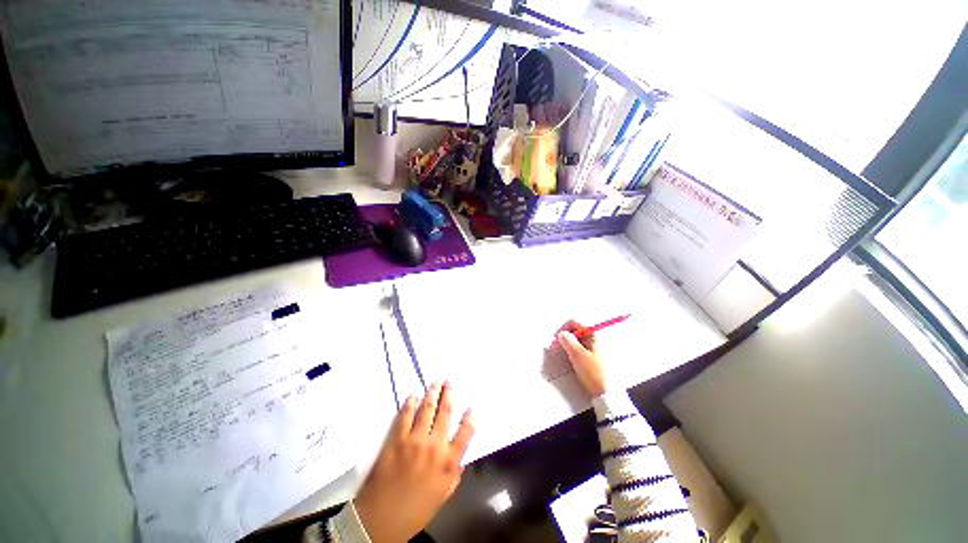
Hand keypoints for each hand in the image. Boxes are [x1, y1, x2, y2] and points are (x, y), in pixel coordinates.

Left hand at [354, 382, 474, 542]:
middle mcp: (435, 446)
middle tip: (449, 382)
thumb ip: (453, 476)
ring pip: (427, 409)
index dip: (470, 419)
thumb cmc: (414, 512)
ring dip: (432, 393)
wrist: (379, 521)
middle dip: (449, 395)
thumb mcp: (441, 498)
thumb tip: (460, 460)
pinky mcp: (396, 439)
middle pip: (445, 413)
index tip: (471, 408)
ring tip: (436, 381)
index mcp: (448, 463)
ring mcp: (415, 440)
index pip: (466, 434)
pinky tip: (414, 395)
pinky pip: (406, 415)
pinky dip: (411, 402)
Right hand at [557, 320, 607, 396]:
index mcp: (593, 334)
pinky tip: (570, 357)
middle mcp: (595, 338)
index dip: (563, 328)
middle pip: (576, 329)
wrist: (607, 393)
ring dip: (568, 343)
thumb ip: (568, 341)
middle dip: (565, 336)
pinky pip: (580, 347)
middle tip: (557, 345)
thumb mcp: (578, 355)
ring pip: (577, 339)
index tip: (556, 338)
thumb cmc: (593, 372)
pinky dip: (573, 349)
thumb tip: (561, 333)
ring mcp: (595, 346)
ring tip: (563, 352)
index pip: (575, 322)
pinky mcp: (594, 355)